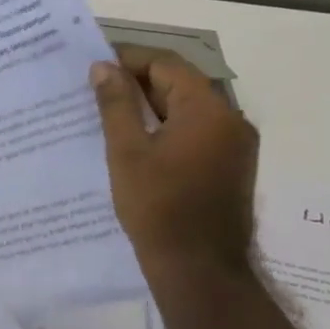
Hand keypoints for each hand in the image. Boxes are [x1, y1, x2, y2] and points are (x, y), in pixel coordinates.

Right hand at [91, 46, 258, 280]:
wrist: (199, 270)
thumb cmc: (158, 207)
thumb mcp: (127, 151)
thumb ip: (116, 104)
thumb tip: (103, 67)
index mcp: (208, 109)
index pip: (166, 64)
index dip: (129, 58)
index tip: (94, 65)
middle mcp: (230, 120)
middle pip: (180, 83)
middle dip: (137, 82)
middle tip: (95, 89)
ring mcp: (235, 145)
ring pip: (188, 108)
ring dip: (151, 106)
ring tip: (110, 114)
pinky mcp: (232, 167)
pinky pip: (196, 132)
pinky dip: (167, 127)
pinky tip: (136, 141)